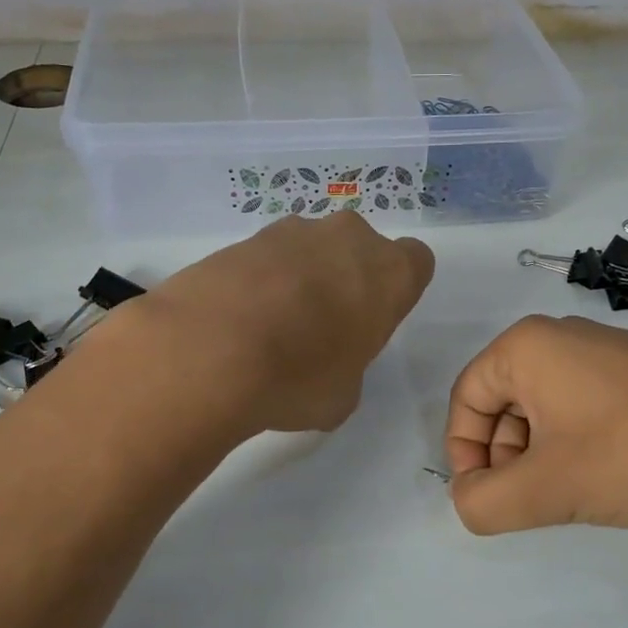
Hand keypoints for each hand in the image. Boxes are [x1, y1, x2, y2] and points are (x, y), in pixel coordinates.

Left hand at [135, 212, 434, 433]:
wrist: (211, 350)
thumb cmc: (299, 376)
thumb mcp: (343, 396)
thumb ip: (348, 368)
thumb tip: (326, 367)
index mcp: (389, 272)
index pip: (416, 262)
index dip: (396, 291)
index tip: (373, 320)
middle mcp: (347, 238)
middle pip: (359, 250)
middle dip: (346, 279)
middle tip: (323, 327)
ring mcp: (291, 231)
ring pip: (311, 249)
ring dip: (301, 278)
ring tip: (272, 327)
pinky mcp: (243, 238)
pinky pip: (266, 258)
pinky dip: (260, 282)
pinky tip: (239, 322)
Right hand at [444, 315, 627, 533]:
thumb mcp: (548, 489)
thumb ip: (484, 502)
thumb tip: (470, 498)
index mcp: (526, 346)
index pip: (464, 399)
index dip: (464, 455)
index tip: (491, 497)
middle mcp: (560, 335)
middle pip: (502, 403)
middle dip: (507, 458)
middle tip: (536, 501)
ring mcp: (605, 348)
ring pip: (544, 408)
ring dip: (542, 455)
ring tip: (576, 492)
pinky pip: (583, 405)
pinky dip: (578, 443)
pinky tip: (611, 473)